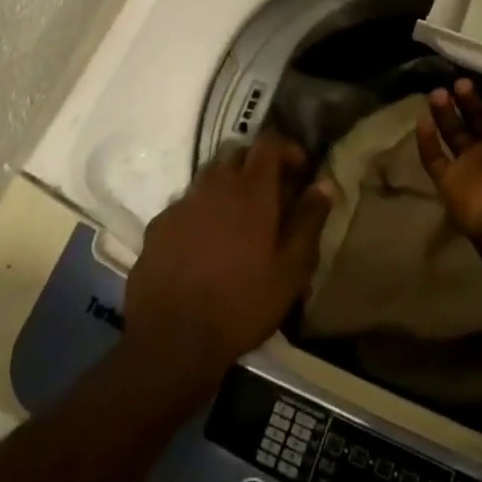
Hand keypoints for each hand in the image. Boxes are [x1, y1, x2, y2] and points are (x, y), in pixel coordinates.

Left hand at [123, 132, 332, 386]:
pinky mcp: (158, 225)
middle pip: (236, 154)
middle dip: (257, 165)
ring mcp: (182, 203)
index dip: (287, 148)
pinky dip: (201, 211)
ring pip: (208, 177)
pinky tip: (205, 243)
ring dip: (227, 186)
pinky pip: (186, 204)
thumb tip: (323, 185)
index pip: (268, 143)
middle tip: (271, 196)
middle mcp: (214, 185)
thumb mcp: (291, 270)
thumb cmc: (242, 303)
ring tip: (238, 220)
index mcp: (250, 191)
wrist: (172, 338)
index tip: (300, 170)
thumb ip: (309, 221)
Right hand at [415, 78, 481, 247]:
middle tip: (458, 83)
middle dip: (468, 102)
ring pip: (455, 137)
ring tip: (437, 92)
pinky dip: (427, 140)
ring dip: (445, 115)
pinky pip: (434, 159)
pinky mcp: (448, 183)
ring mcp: (471, 170)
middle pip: (478, 123)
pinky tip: (421, 118)